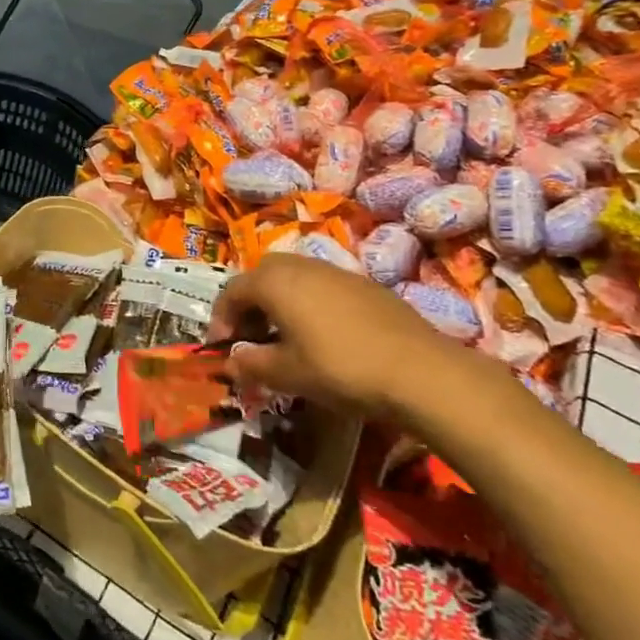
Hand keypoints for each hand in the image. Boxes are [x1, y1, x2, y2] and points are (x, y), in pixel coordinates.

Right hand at [207, 254, 469, 419]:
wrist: (419, 370)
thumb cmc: (340, 368)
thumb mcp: (288, 374)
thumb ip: (252, 364)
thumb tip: (232, 359)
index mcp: (274, 282)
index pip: (233, 291)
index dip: (221, 318)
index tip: (221, 346)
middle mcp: (301, 266)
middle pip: (262, 274)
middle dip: (250, 301)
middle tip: (251, 334)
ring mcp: (336, 271)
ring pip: (294, 276)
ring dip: (279, 300)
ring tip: (284, 334)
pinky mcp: (364, 284)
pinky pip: (322, 285)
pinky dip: (309, 302)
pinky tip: (322, 334)